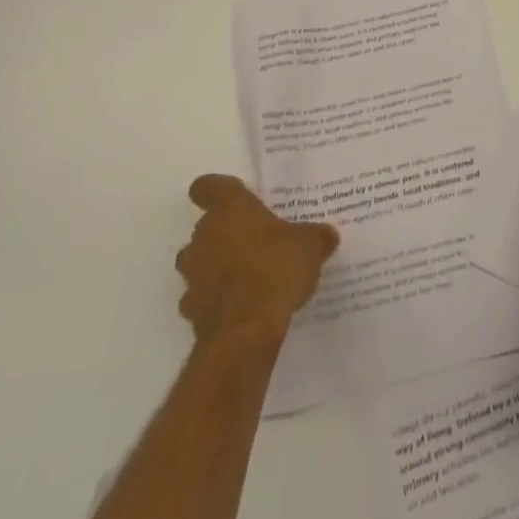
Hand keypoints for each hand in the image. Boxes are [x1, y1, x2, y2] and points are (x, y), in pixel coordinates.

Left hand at [177, 175, 339, 339]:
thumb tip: (327, 235)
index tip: (232, 196)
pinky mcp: (191, 309)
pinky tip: (242, 304)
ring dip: (217, 264)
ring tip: (249, 274)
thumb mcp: (310, 246)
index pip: (208, 186)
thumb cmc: (276, 270)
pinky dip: (217, 296)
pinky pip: (202, 294)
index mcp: (230, 210)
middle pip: (207, 226)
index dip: (216, 190)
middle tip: (257, 239)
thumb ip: (316, 237)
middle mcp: (204, 236)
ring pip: (200, 260)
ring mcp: (193, 274)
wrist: (245, 332)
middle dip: (227, 232)